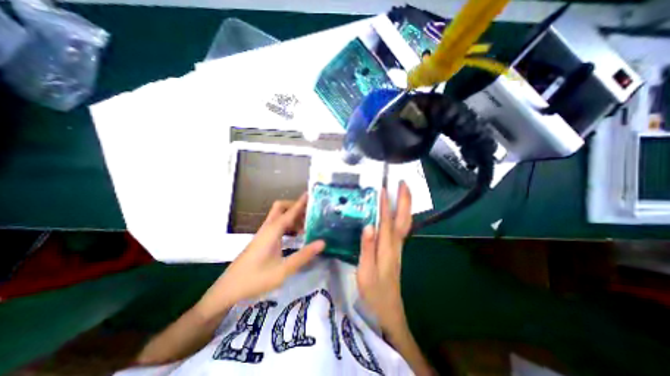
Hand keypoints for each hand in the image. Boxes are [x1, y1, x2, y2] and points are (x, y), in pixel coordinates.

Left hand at [197, 194, 324, 317]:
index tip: (311, 194)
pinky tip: (296, 235)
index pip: (290, 212)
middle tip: (310, 213)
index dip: (301, 202)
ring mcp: (263, 233)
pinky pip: (277, 225)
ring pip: (279, 216)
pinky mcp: (262, 240)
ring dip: (292, 216)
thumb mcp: (283, 270)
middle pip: (281, 207)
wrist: (227, 290)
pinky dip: (288, 225)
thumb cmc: (255, 279)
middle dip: (295, 206)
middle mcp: (267, 228)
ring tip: (307, 225)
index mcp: (272, 231)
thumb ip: (303, 255)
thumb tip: (322, 242)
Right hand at [358, 182, 410, 330]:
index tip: (384, 189)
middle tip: (404, 184)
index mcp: (387, 249)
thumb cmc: (374, 292)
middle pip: (403, 219)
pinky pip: (401, 229)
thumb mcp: (365, 272)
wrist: (388, 310)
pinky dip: (402, 216)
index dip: (385, 206)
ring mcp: (398, 248)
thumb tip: (368, 226)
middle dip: (405, 201)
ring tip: (403, 192)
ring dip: (405, 206)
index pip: (387, 223)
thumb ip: (367, 249)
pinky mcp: (395, 251)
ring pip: (405, 223)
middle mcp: (396, 245)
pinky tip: (398, 211)